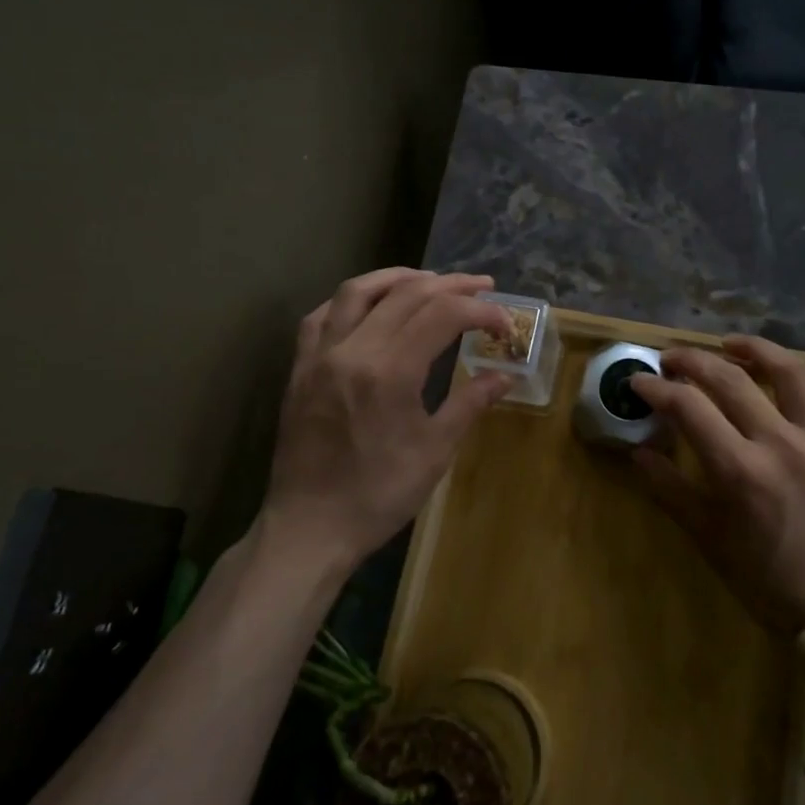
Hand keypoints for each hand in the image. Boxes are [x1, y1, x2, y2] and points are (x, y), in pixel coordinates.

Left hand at [261, 269, 512, 573]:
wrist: (309, 527)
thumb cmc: (378, 495)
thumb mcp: (434, 452)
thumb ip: (469, 404)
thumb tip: (504, 376)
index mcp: (390, 372)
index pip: (443, 315)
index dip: (480, 310)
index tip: (505, 324)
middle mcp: (353, 350)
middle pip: (406, 294)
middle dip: (451, 285)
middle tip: (482, 286)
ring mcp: (320, 356)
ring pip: (358, 291)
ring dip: (399, 277)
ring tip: (430, 280)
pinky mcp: (300, 368)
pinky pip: (322, 315)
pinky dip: (352, 299)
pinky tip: (371, 303)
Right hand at [630, 331, 804, 674]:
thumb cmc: (766, 581)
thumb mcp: (708, 539)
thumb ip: (671, 490)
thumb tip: (638, 453)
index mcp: (739, 469)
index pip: (688, 408)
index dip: (657, 388)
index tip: (639, 381)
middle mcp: (780, 443)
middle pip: (730, 380)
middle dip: (693, 361)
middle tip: (671, 358)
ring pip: (788, 373)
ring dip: (754, 349)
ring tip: (729, 343)